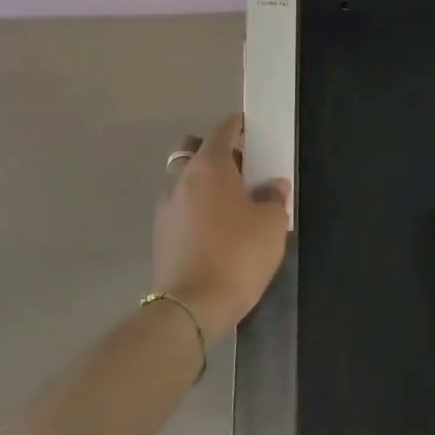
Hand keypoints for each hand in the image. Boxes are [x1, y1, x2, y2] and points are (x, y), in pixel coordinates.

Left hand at [153, 113, 290, 336]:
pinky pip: (181, 206)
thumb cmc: (237, 256)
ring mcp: (166, 208)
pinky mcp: (160, 235)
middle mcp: (182, 179)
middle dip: (216, 152)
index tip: (251, 126)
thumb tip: (271, 187)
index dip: (238, 125)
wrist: (190, 309)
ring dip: (204, 182)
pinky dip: (196, 207)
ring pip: (185, 179)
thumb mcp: (271, 225)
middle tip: (241, 168)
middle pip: (195, 150)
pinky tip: (215, 228)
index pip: (223, 130)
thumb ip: (273, 198)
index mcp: (209, 167)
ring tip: (229, 203)